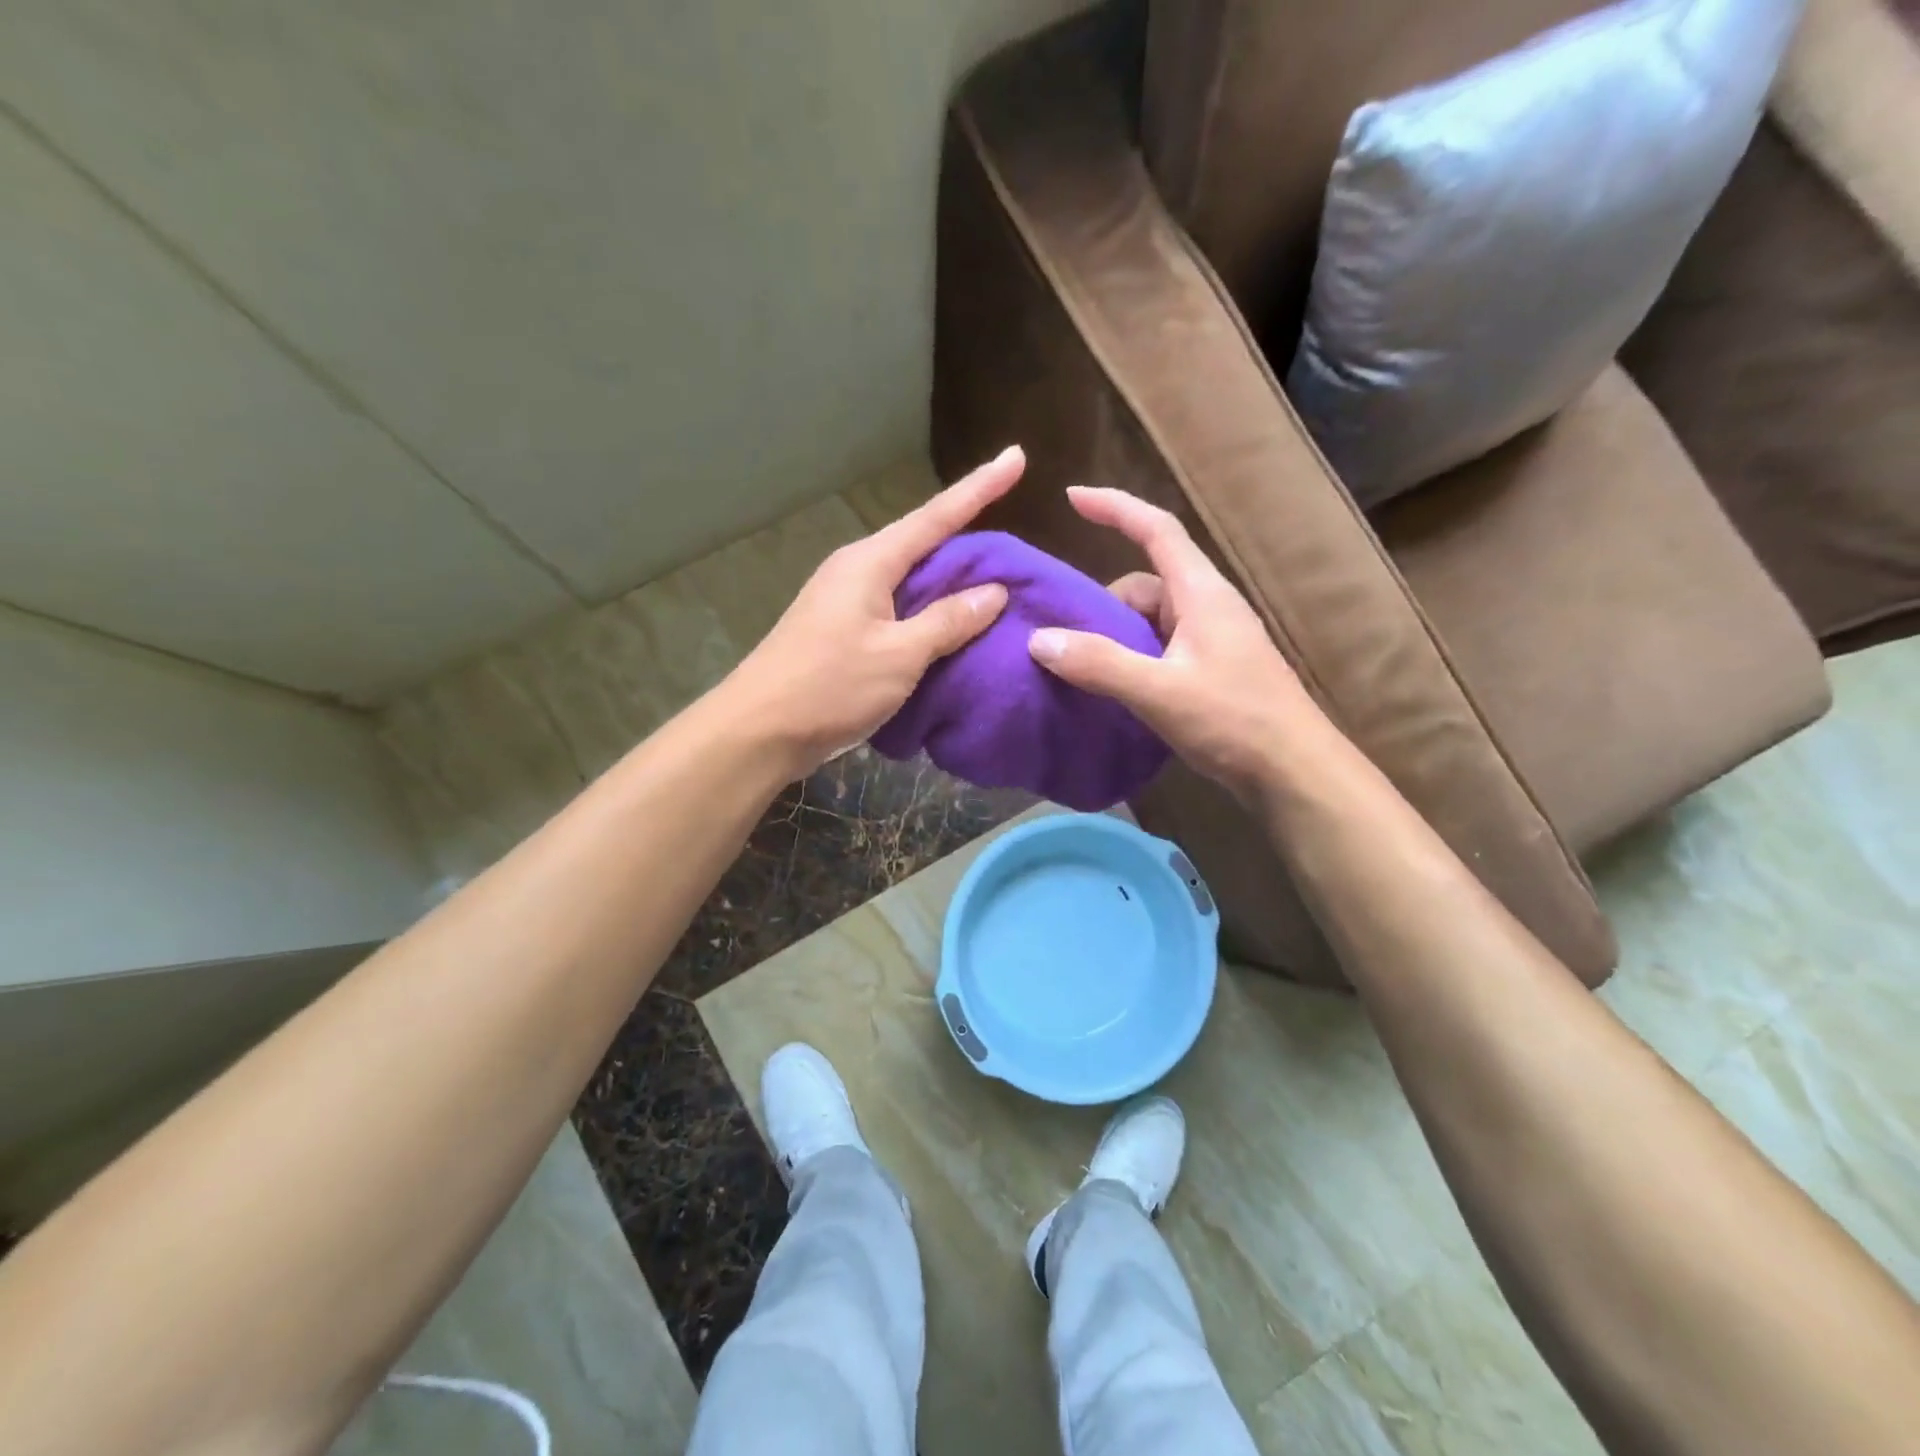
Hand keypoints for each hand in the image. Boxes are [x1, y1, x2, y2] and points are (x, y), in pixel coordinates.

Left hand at [723, 448, 1023, 777]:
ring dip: (952, 583)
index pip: (936, 516)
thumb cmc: (829, 687)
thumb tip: (993, 592)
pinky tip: (956, 627)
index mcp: (870, 562)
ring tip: (1000, 586)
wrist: (759, 732)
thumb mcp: (899, 656)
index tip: (1016, 457)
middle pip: (925, 545)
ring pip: (913, 580)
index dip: (980, 487)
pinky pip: (900, 610)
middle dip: (971, 541)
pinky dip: (931, 614)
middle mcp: (858, 571)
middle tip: (1020, 550)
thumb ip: (948, 621)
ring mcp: (848, 601)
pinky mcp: (845, 632)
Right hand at [1027, 487, 1328, 802]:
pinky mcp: (1211, 671)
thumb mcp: (1159, 691)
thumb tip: (1039, 639)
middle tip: (1067, 642)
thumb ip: (1099, 663)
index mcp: (1201, 593)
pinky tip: (1115, 693)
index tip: (1072, 497)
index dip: (1115, 508)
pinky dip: (1131, 661)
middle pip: (1144, 584)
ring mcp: (1212, 641)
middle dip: (1102, 605)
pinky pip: (1159, 650)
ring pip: (1149, 622)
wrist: (1294, 772)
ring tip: (1086, 674)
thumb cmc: (1235, 720)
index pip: (1157, 530)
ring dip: (1115, 639)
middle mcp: (1207, 607)